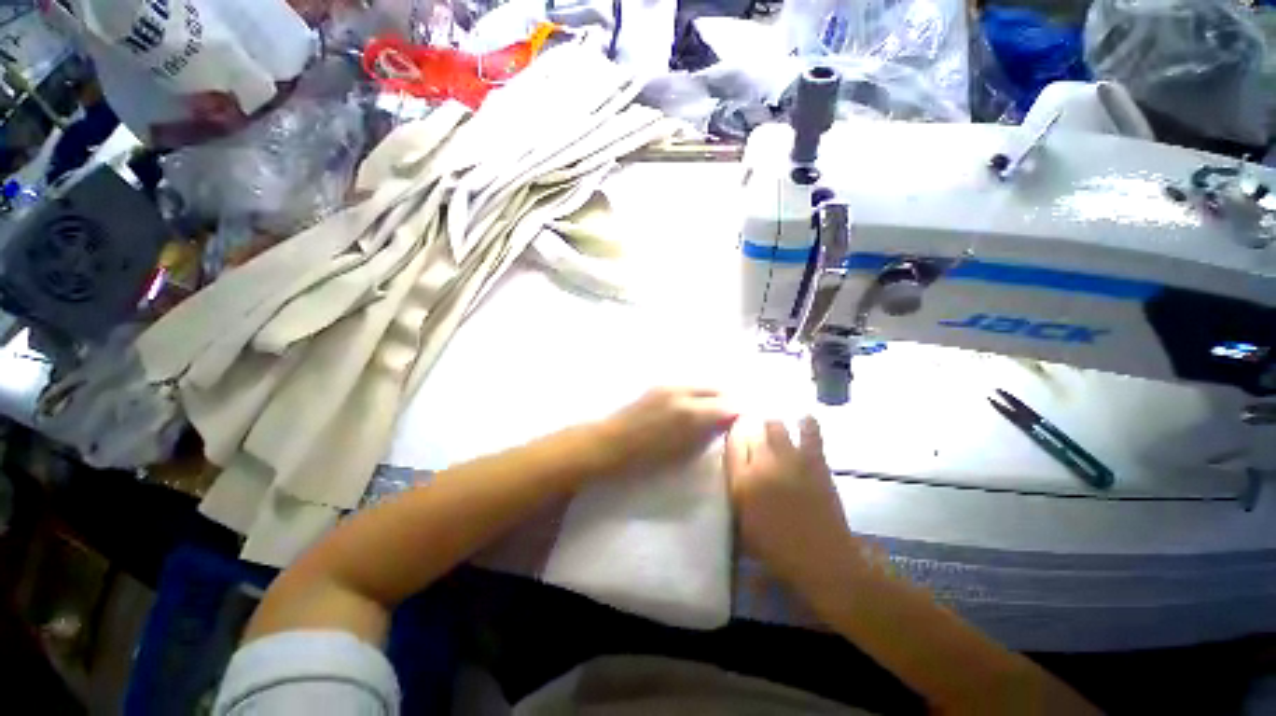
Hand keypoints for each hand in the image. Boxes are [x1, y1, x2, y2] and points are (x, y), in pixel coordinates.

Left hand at [592, 387, 737, 475]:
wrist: (608, 444)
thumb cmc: (645, 459)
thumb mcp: (683, 453)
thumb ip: (707, 435)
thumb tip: (724, 424)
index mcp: (691, 413)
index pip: (728, 406)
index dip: (740, 413)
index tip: (745, 421)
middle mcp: (684, 392)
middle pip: (718, 388)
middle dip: (729, 400)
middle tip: (733, 416)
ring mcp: (670, 386)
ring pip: (703, 384)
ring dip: (714, 395)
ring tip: (715, 411)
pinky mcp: (659, 386)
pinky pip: (687, 385)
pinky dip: (698, 393)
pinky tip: (694, 406)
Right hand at [725, 417, 855, 586]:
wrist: (822, 558)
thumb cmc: (777, 548)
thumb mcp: (744, 523)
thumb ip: (737, 490)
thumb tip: (737, 468)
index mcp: (742, 482)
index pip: (731, 444)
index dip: (732, 433)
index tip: (735, 430)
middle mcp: (762, 464)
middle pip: (751, 431)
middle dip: (750, 425)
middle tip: (753, 426)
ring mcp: (790, 459)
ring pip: (776, 426)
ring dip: (772, 424)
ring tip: (773, 426)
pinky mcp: (814, 460)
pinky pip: (810, 432)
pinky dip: (807, 423)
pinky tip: (804, 418)